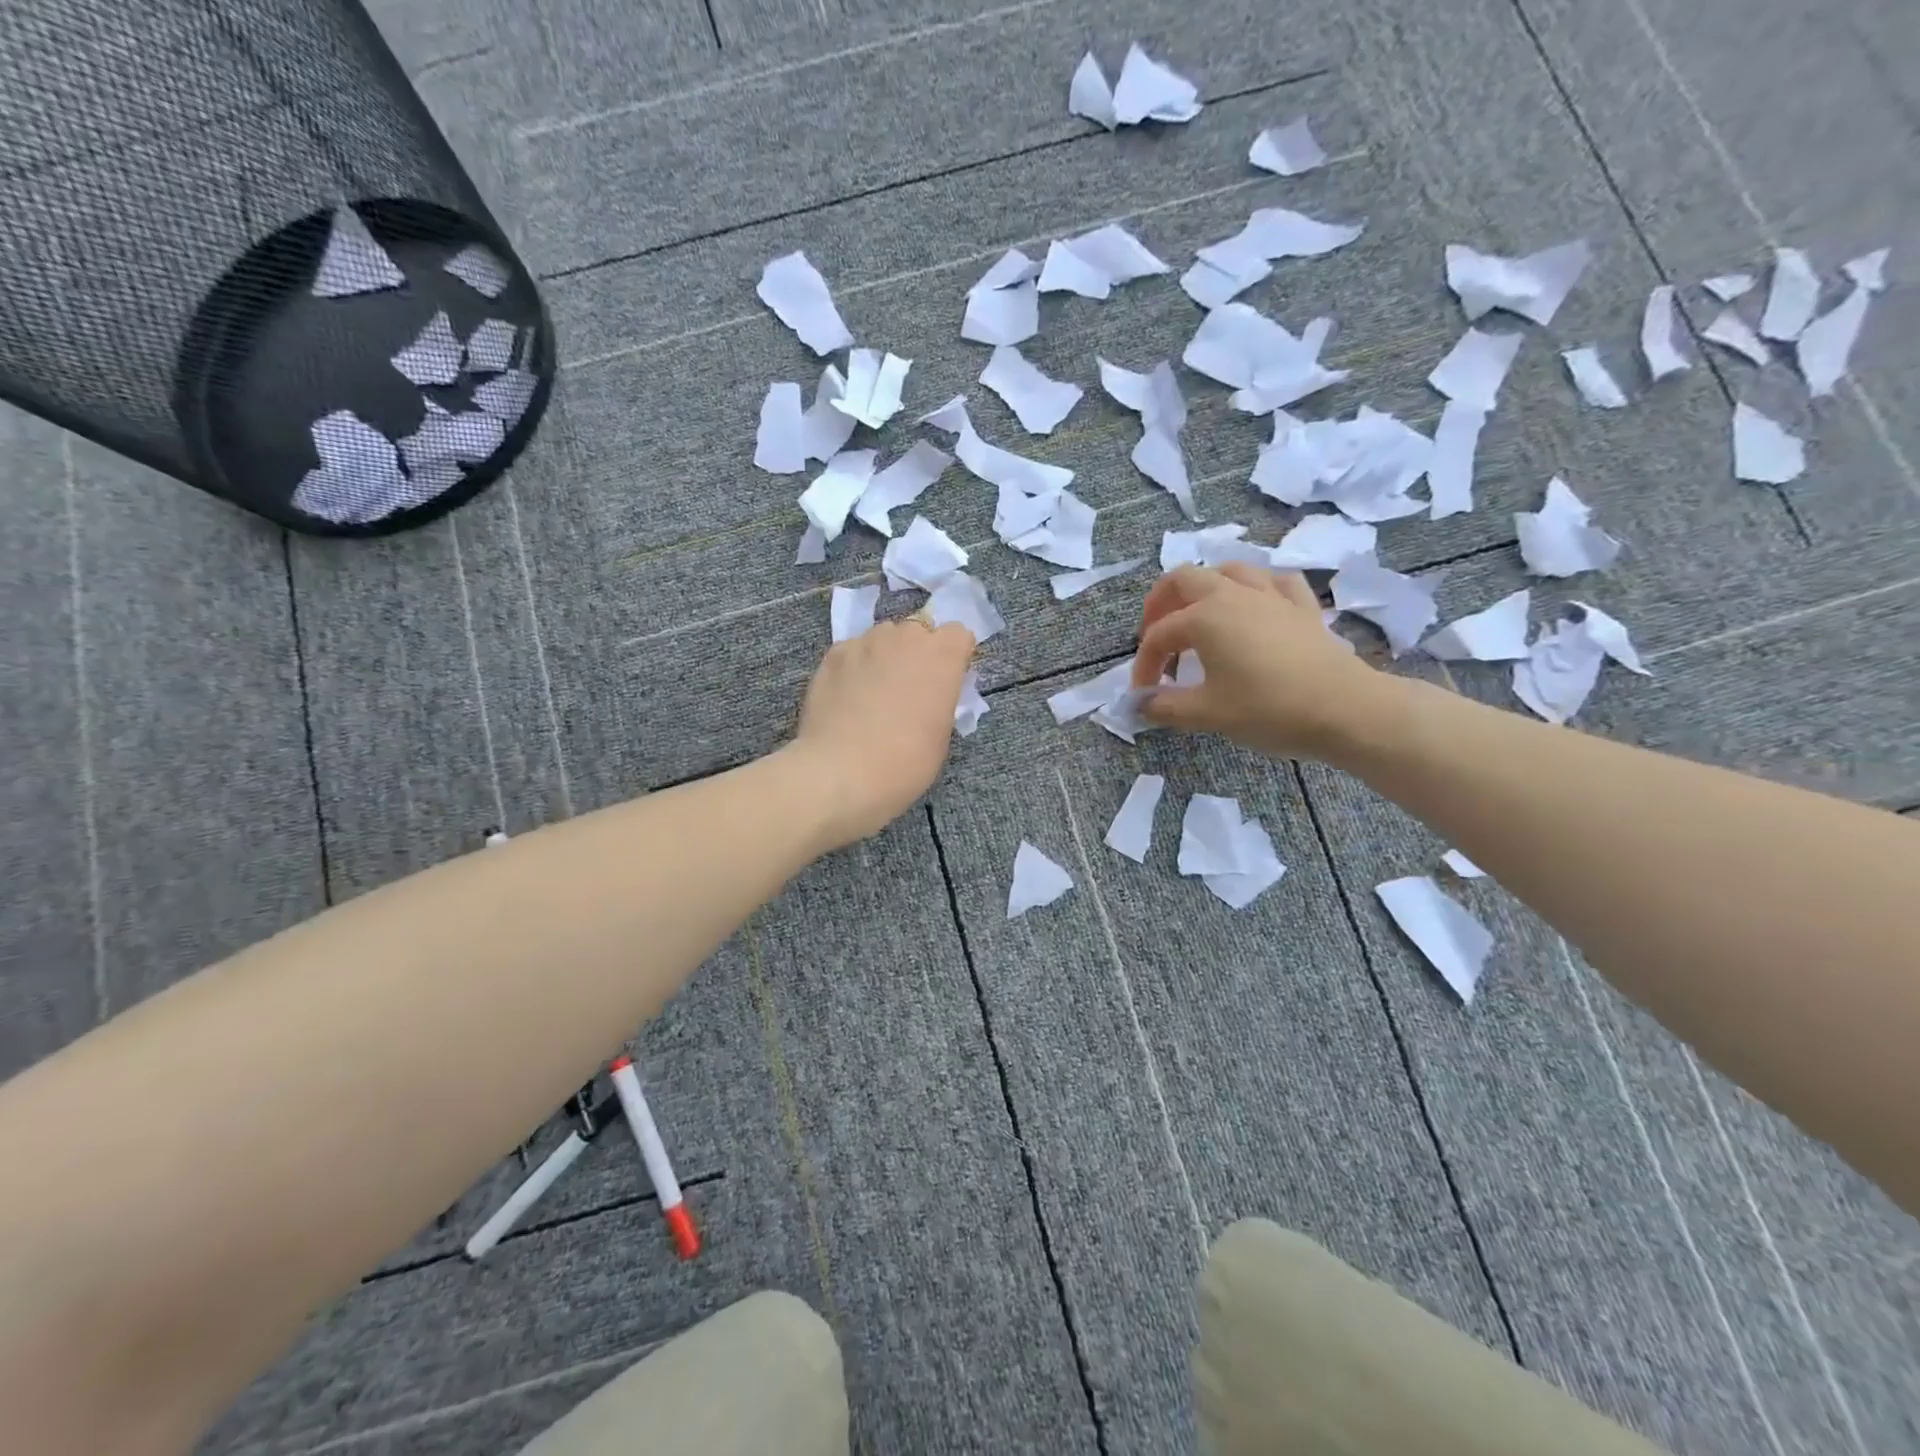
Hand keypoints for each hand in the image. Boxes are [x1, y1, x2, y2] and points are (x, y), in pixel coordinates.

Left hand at [791, 616, 977, 847]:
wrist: (842, 772)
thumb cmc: (905, 762)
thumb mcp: (941, 734)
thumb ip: (940, 700)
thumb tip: (929, 694)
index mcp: (942, 656)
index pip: (958, 634)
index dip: (954, 656)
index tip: (946, 681)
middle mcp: (906, 638)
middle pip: (918, 631)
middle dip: (917, 653)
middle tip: (909, 689)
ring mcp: (866, 642)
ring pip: (883, 637)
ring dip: (885, 656)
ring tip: (873, 692)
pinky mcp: (833, 654)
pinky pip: (853, 651)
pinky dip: (855, 666)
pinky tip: (847, 696)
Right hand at [1130, 564, 1401, 759]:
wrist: (1344, 709)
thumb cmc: (1268, 709)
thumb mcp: (1207, 714)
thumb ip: (1165, 706)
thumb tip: (1139, 705)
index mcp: (1205, 617)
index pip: (1159, 636)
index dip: (1144, 664)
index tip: (1143, 694)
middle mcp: (1233, 594)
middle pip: (1183, 579)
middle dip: (1160, 604)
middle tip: (1155, 636)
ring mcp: (1271, 595)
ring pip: (1229, 570)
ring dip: (1205, 588)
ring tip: (1198, 615)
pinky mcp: (1302, 606)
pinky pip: (1274, 582)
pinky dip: (1256, 589)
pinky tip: (1255, 605)